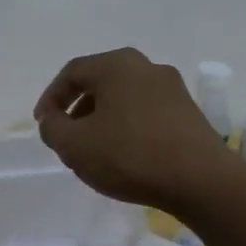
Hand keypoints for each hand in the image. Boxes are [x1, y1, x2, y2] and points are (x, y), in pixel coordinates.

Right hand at [33, 48, 237, 213]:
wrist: (202, 181)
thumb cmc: (130, 156)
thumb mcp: (74, 146)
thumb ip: (52, 128)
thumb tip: (52, 119)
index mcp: (116, 65)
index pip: (72, 73)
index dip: (51, 98)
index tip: (43, 124)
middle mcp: (146, 66)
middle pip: (100, 82)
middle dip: (77, 109)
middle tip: (66, 136)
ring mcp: (172, 88)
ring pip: (124, 98)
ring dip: (102, 119)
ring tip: (93, 150)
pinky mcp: (189, 112)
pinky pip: (145, 112)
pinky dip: (127, 127)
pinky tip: (124, 155)